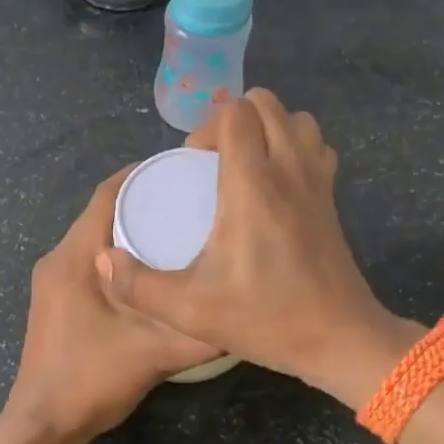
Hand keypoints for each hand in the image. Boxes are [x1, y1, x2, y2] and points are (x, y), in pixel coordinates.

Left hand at [3, 168, 220, 443]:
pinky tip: (151, 270)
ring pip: (95, 237)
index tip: (185, 171)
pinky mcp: (56, 300)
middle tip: (191, 200)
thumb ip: (200, 333)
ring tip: (178, 229)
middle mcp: (57, 259)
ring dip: (130, 228)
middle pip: (102, 212)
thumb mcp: (155, 354)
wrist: (43, 424)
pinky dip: (119, 254)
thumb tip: (245, 311)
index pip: (107, 194)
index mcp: (74, 257)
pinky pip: (90, 260)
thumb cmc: (91, 379)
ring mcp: (52, 280)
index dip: (144, 175)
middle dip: (144, 200)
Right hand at [96, 89, 405, 397]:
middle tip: (213, 163)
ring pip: (296, 119)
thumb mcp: (190, 310)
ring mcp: (317, 180)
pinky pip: (315, 145)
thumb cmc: (266, 319)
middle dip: (233, 120)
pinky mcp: (332, 197)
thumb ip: (138, 285)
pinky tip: (276, 184)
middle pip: (266, 104)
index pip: (236, 113)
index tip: (194, 165)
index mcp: (252, 185)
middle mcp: (288, 169)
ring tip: (245, 167)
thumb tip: (103, 259)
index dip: (207, 128)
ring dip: (267, 129)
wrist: (340, 339)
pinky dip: (295, 147)